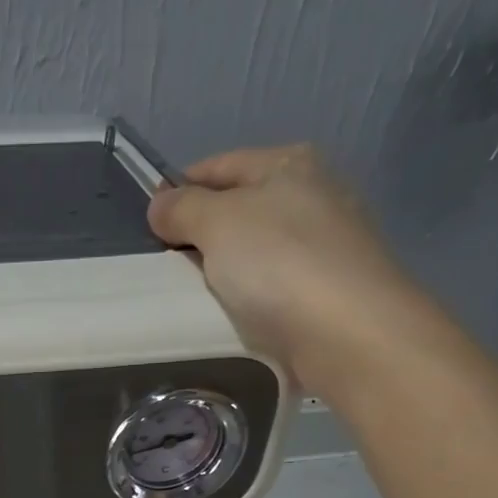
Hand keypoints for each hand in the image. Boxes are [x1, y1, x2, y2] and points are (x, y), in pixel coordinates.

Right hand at [147, 145, 433, 394]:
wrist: (348, 333)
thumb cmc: (279, 264)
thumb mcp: (218, 222)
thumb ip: (182, 208)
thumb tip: (160, 204)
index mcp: (289, 163)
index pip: (219, 166)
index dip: (180, 190)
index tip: (149, 225)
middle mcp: (314, 194)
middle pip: (239, 209)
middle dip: (202, 235)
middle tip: (166, 268)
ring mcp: (326, 245)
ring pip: (256, 252)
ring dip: (225, 271)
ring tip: (193, 298)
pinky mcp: (330, 292)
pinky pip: (273, 288)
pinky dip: (249, 299)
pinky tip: (234, 318)